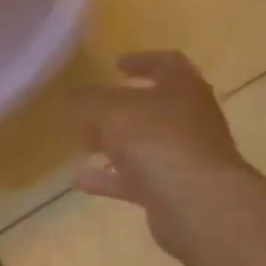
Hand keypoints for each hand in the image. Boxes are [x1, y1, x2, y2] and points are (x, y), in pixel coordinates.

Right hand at [66, 51, 252, 256]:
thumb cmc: (156, 142)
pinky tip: (80, 180)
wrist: (197, 204)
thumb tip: (68, 98)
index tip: (116, 64)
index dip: (142, 61)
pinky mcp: (174, 190)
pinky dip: (109, 178)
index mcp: (183, 90)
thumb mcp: (109, 112)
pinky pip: (136, 179)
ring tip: (81, 143)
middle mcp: (190, 120)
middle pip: (153, 108)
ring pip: (143, 145)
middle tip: (89, 108)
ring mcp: (184, 157)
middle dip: (120, 108)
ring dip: (113, 144)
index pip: (167, 64)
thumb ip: (85, 101)